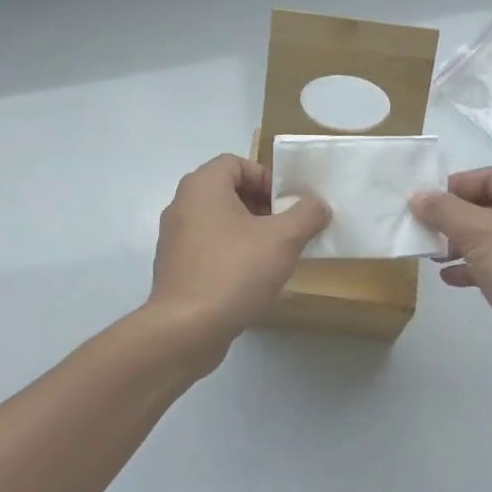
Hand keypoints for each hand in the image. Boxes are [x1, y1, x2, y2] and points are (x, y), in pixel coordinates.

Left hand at [147, 154, 330, 363]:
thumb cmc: (234, 271)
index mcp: (202, 187)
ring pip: (218, 223)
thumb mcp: (282, 239)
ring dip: (248, 232)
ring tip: (274, 256)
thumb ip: (306, 214)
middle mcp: (182, 206)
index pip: (236, 163)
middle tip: (287, 229)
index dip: (266, 177)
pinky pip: (208, 250)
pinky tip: (252, 280)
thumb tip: (317, 204)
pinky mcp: (175, 269)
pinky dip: (231, 255)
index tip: (288, 204)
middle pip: (227, 192)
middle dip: (262, 207)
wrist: (187, 328)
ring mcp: (174, 239)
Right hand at [411, 168, 491, 390]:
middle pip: (486, 206)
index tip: (422, 202)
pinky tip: (448, 278)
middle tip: (420, 229)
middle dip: (452, 217)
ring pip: (488, 238)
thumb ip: (445, 211)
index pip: (488, 176)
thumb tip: (419, 197)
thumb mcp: (479, 233)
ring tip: (430, 255)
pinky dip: (470, 268)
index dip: (454, 185)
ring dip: (457, 244)